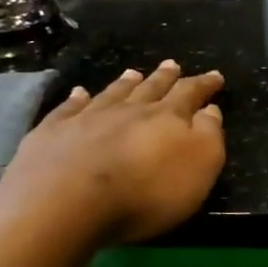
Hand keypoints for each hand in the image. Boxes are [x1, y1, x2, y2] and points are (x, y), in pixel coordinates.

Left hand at [0, 60, 226, 244]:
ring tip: (133, 73)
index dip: (204, 85)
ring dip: (125, 83)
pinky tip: (78, 93)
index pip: (190, 94)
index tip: (215, 76)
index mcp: (167, 118)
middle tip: (172, 64)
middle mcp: (129, 110)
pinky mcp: (53, 132)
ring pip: (113, 94)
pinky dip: (76, 99)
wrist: (66, 201)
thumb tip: (210, 110)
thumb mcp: (199, 167)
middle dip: (165, 77)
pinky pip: (69, 108)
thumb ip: (208, 136)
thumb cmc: (145, 191)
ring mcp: (88, 118)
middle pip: (151, 89)